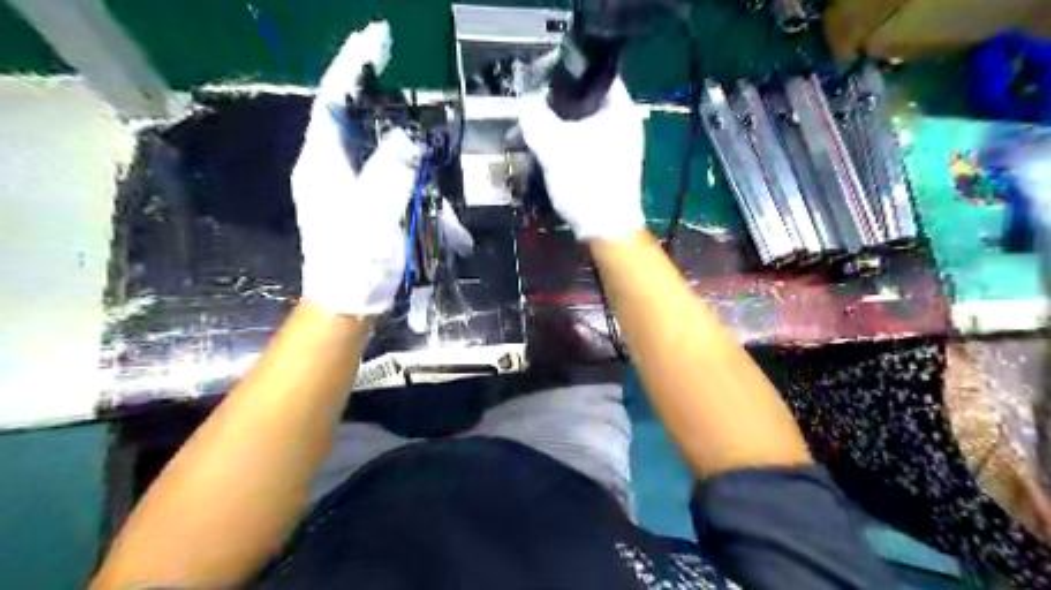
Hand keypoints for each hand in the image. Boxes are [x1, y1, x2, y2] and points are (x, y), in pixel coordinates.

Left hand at [291, 21, 422, 318]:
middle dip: (374, 97)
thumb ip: (391, 171)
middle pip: (350, 118)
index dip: (352, 64)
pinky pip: (383, 177)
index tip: (377, 37)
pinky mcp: (358, 204)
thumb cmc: (357, 262)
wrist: (349, 304)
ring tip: (423, 168)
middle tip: (399, 77)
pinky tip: (430, 200)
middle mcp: (327, 168)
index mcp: (323, 164)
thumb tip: (408, 138)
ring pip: (372, 150)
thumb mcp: (376, 214)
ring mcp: (342, 187)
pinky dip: (407, 179)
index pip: (333, 99)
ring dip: (400, 151)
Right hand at [518, 77, 645, 241]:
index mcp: (620, 108)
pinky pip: (586, 146)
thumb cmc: (586, 181)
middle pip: (586, 102)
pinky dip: (568, 146)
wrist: (605, 228)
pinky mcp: (611, 166)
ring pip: (584, 126)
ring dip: (559, 129)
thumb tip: (525, 101)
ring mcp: (620, 146)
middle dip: (556, 107)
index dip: (567, 73)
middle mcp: (625, 123)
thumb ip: (535, 117)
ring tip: (534, 136)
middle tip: (532, 113)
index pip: (595, 74)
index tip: (542, 82)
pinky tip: (549, 155)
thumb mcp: (553, 145)